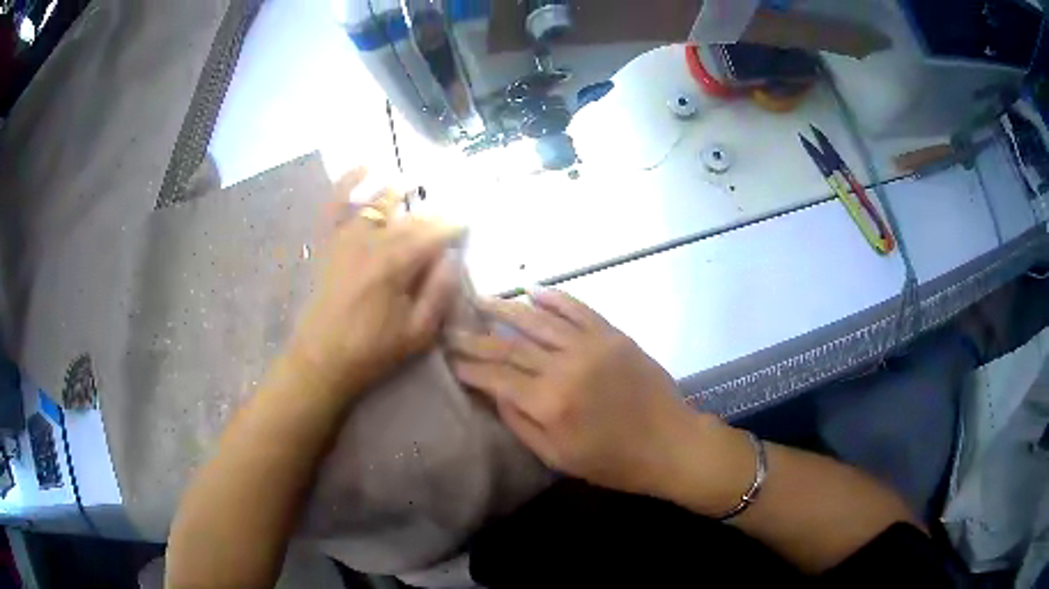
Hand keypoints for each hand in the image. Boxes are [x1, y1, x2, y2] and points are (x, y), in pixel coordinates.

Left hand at [286, 168, 462, 404]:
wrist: (321, 359)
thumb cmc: (372, 351)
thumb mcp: (417, 333)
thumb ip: (438, 292)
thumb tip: (453, 257)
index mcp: (396, 265)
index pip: (435, 233)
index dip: (456, 226)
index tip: (470, 225)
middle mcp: (372, 241)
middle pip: (412, 218)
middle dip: (435, 215)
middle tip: (450, 218)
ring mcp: (347, 237)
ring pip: (380, 203)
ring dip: (401, 191)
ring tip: (418, 185)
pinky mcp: (330, 241)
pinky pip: (337, 202)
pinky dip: (349, 181)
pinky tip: (366, 166)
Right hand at [448, 289, 726, 498]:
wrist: (670, 443)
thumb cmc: (612, 461)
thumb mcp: (558, 457)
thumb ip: (520, 423)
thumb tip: (493, 393)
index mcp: (549, 402)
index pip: (497, 377)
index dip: (470, 367)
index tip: (450, 359)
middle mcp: (565, 366)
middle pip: (510, 345)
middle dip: (476, 336)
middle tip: (452, 326)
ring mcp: (591, 345)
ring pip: (539, 320)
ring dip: (507, 308)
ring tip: (481, 299)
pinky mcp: (613, 335)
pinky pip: (579, 309)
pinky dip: (555, 298)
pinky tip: (534, 290)